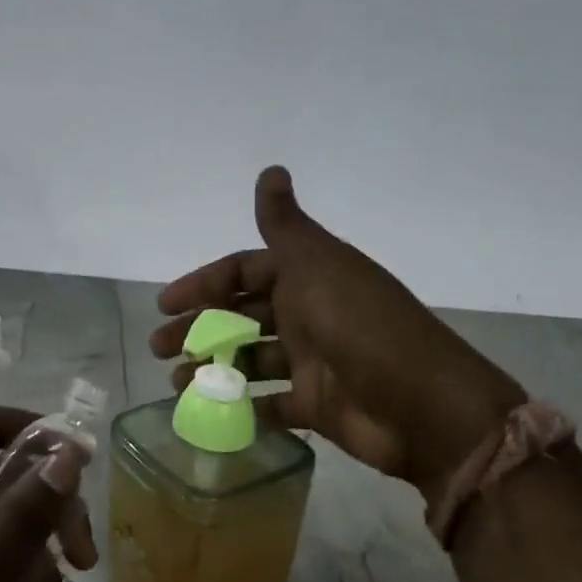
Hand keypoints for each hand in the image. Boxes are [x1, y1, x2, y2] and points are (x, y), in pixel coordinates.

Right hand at [152, 167, 525, 498]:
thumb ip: (285, 224)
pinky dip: (242, 408)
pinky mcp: (315, 406)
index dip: (204, 283)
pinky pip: (270, 405)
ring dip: (213, 369)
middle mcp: (307, 315)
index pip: (244, 272)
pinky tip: (210, 412)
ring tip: (176, 385)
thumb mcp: (317, 265)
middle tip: (159, 348)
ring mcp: (312, 362)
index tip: (166, 304)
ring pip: (249, 360)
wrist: (421, 405)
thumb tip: (271, 168)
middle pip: (240, 316)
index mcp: (307, 278)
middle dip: (198, 329)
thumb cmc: (360, 325)